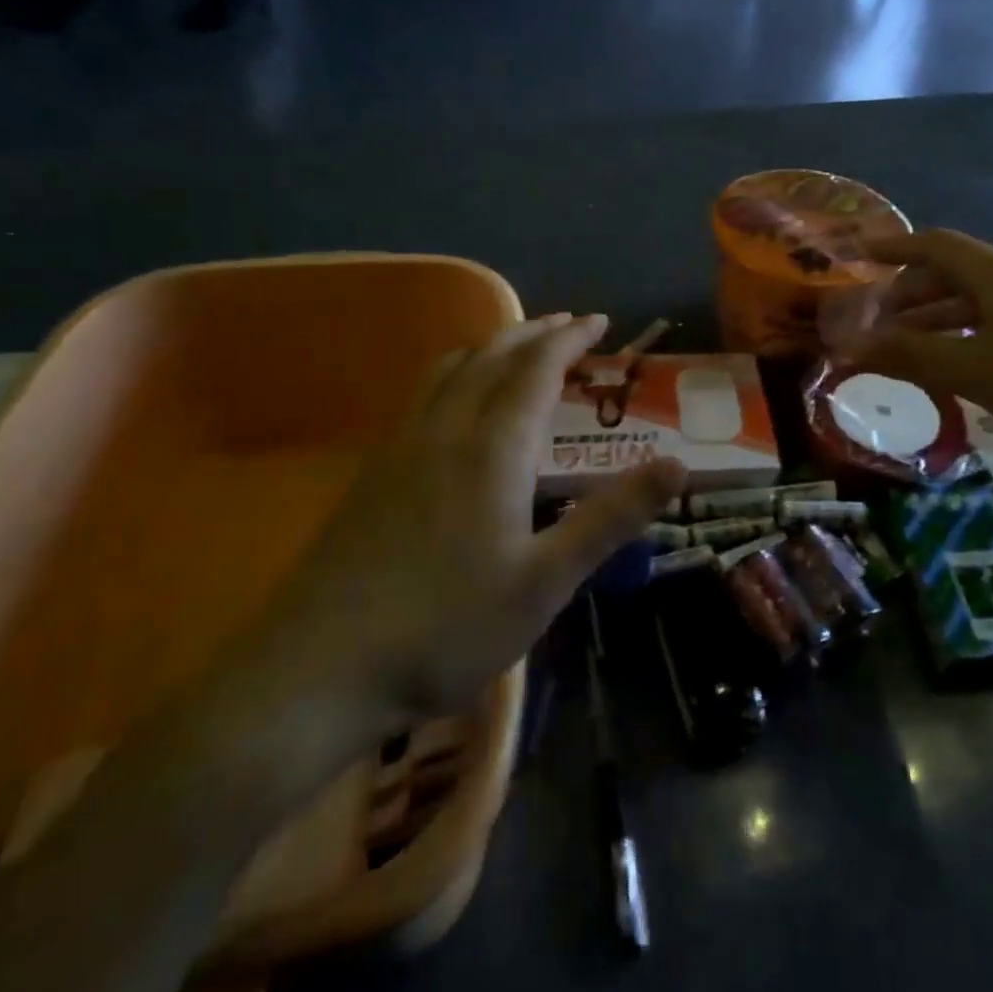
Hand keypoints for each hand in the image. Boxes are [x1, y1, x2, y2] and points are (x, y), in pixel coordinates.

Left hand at [232, 314, 685, 758]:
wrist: (316, 670)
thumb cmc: (445, 627)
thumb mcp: (546, 581)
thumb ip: (611, 518)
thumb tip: (676, 465)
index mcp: (492, 447)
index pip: (537, 367)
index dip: (571, 338)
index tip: (599, 321)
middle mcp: (445, 429)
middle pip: (491, 355)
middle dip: (534, 331)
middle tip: (568, 324)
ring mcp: (400, 447)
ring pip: (450, 370)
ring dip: (491, 346)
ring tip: (518, 350)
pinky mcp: (373, 472)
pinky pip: (424, 395)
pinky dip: (458, 374)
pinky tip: (458, 408)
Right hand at [836, 229, 992, 456]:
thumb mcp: (974, 371)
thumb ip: (909, 356)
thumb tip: (849, 344)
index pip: (933, 244)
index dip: (893, 247)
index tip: (858, 253)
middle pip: (953, 270)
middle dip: (909, 290)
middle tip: (877, 317)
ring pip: (976, 298)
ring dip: (937, 315)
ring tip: (907, 344)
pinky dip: (965, 331)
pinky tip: (959, 360)